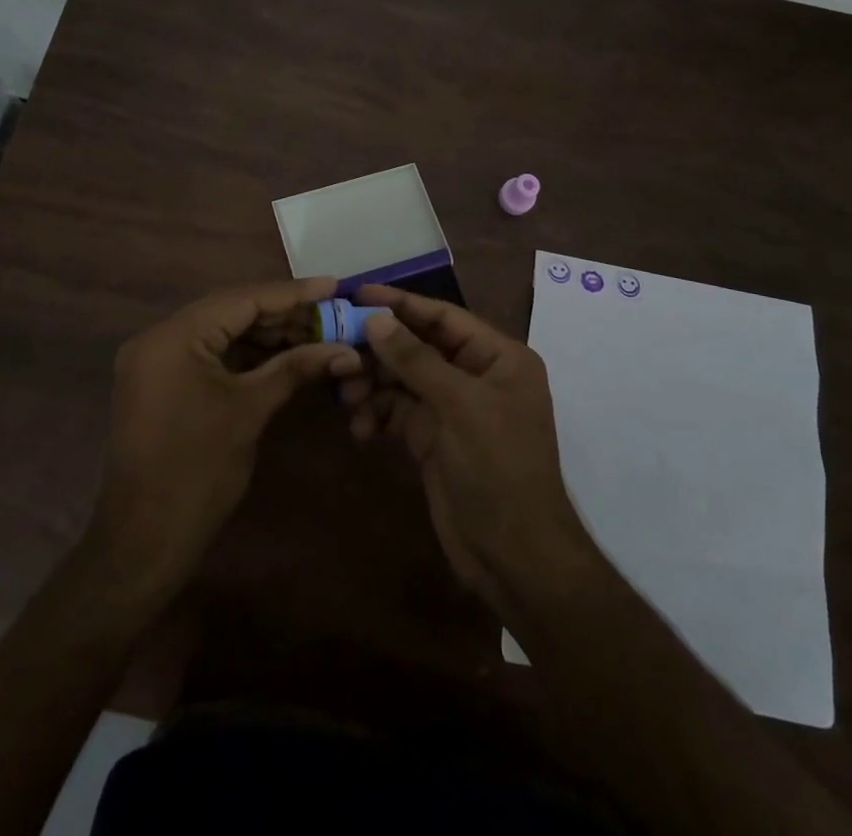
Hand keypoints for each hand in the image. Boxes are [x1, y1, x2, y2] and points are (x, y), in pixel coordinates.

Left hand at [89, 278, 361, 590]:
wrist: (144, 541)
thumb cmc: (198, 472)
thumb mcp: (250, 411)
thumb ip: (295, 368)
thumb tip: (345, 349)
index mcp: (173, 336)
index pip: (242, 299)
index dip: (292, 293)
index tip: (334, 285)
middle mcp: (158, 337)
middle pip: (231, 311)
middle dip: (282, 315)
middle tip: (330, 314)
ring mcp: (156, 360)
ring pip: (221, 332)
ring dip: (266, 335)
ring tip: (315, 334)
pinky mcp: (161, 382)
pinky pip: (208, 354)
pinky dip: (244, 354)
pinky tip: (282, 355)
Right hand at [342, 286, 594, 615]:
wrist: (515, 557)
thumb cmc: (499, 469)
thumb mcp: (459, 407)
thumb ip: (415, 360)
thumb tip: (374, 318)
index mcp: (497, 357)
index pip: (443, 316)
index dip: (400, 303)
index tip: (356, 294)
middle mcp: (474, 375)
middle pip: (417, 346)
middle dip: (378, 349)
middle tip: (336, 348)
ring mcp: (451, 408)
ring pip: (402, 379)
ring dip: (372, 384)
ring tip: (346, 396)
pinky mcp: (431, 438)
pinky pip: (396, 412)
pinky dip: (376, 415)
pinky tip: (360, 429)